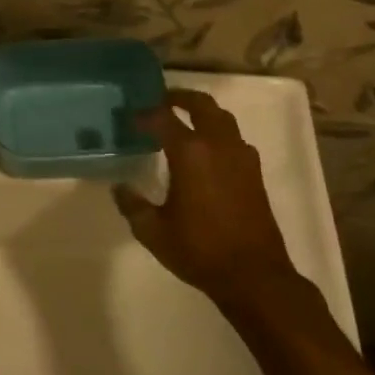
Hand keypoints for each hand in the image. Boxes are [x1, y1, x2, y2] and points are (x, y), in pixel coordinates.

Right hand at [114, 89, 302, 314]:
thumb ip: (132, 204)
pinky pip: (234, 140)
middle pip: (202, 105)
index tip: (130, 117)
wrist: (254, 276)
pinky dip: (217, 134)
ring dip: (202, 113)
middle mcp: (219, 146)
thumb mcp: (153, 231)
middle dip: (180, 98)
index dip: (145, 113)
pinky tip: (205, 153)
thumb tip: (120, 187)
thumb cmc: (199, 250)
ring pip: (223, 119)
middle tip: (161, 101)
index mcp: (191, 153)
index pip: (164, 117)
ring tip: (183, 122)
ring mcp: (242, 158)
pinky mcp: (255, 174)